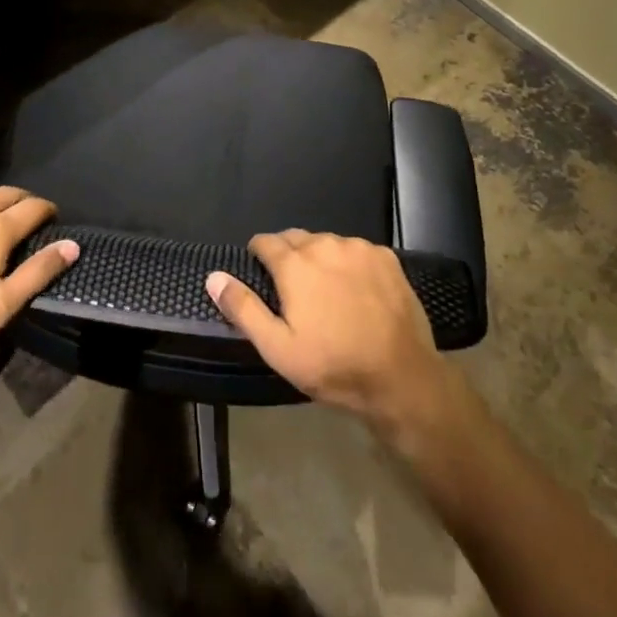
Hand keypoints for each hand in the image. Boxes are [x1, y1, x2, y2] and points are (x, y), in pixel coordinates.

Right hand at [206, 230, 453, 430]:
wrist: (402, 378)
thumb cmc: (334, 366)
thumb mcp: (279, 349)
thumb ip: (243, 308)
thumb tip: (214, 276)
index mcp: (295, 264)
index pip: (265, 241)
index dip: (258, 256)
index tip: (261, 275)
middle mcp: (325, 244)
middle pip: (296, 238)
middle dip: (289, 257)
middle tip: (294, 291)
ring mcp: (358, 247)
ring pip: (327, 243)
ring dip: (321, 259)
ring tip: (327, 292)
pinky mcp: (385, 256)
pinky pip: (357, 250)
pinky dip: (350, 264)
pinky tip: (358, 292)